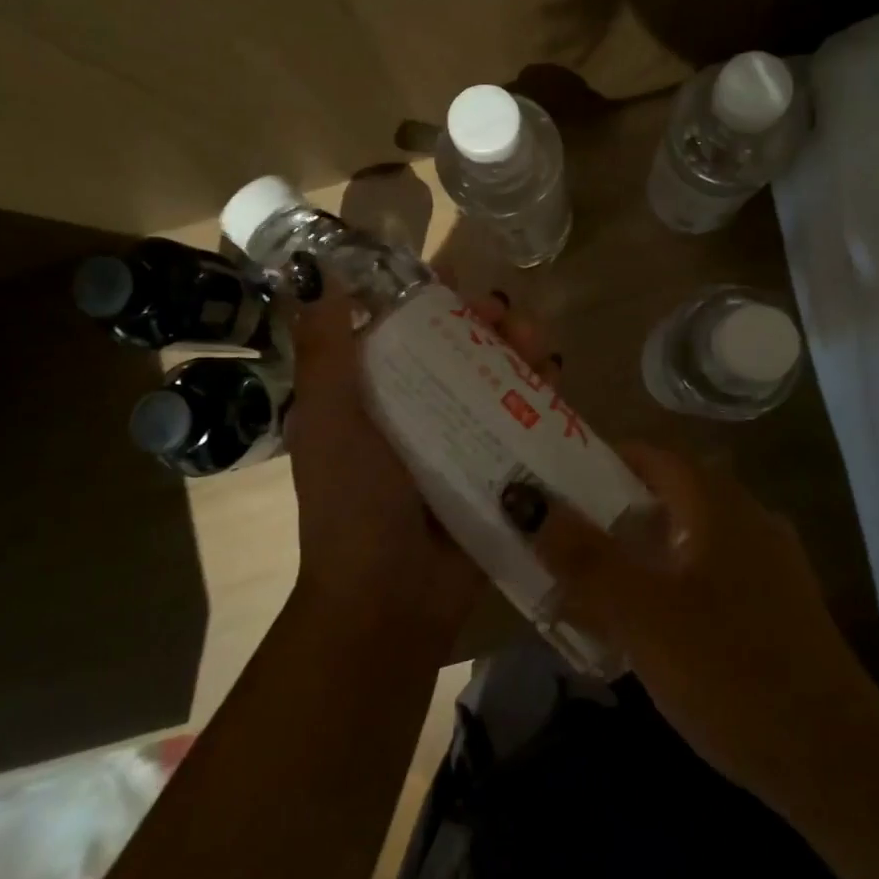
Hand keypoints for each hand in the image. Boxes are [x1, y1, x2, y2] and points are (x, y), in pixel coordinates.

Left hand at [285, 273, 558, 650]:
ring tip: (538, 345)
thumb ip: (327, 354)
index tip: (461, 288)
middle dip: (491, 326)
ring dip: (523, 353)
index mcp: (377, 396)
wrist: (390, 600)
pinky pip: (527, 422)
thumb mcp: (329, 421)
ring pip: (500, 380)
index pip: (410, 332)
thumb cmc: (352, 504)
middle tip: (509, 317)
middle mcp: (421, 411)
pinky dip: (544, 397)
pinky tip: (557, 380)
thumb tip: (320, 277)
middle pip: (463, 350)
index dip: (436, 305)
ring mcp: (464, 441)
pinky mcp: (500, 469)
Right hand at [522, 444, 878, 804]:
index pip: (651, 455)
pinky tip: (645, 627)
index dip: (600, 459)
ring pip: (687, 538)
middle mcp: (747, 518)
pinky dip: (670, 583)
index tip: (554, 481)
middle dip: (611, 511)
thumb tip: (526, 499)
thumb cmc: (731, 671)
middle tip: (561, 535)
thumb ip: (583, 557)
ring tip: (590, 581)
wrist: (836, 762)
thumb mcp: (643, 615)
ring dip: (639, 551)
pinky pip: (709, 575)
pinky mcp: (776, 606)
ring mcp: (768, 563)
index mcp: (718, 503)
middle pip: (666, 495)